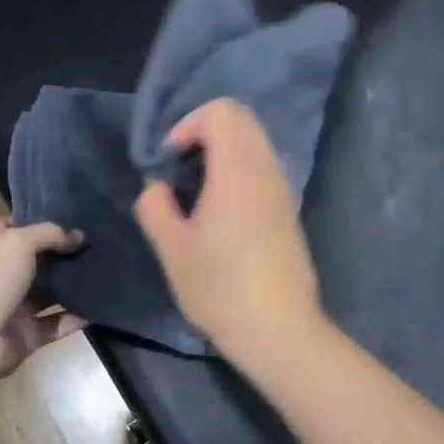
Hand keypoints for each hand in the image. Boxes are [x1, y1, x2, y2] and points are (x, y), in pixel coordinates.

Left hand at [0, 219, 87, 383]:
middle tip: (96, 245)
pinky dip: (74, 318)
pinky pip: (54, 325)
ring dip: (71, 286)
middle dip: (62, 254)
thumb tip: (78, 236)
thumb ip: (50, 234)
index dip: (39, 222)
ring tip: (104, 274)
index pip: (12, 229)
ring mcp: (10, 308)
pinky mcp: (24, 337)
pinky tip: (99, 307)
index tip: (72, 218)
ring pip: (46, 294)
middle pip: (34, 262)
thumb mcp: (17, 242)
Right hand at [133, 98, 322, 362]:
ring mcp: (282, 192)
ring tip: (197, 197)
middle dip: (204, 136)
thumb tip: (157, 188)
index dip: (188, 125)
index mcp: (237, 170)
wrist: (279, 331)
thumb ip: (155, 207)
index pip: (221, 112)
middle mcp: (266, 171)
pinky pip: (263, 171)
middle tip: (180, 174)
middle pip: (241, 122)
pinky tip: (221, 217)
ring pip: (254, 146)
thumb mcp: (172, 250)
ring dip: (222, 156)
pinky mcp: (288, 213)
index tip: (170, 163)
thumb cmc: (220, 288)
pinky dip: (239, 175)